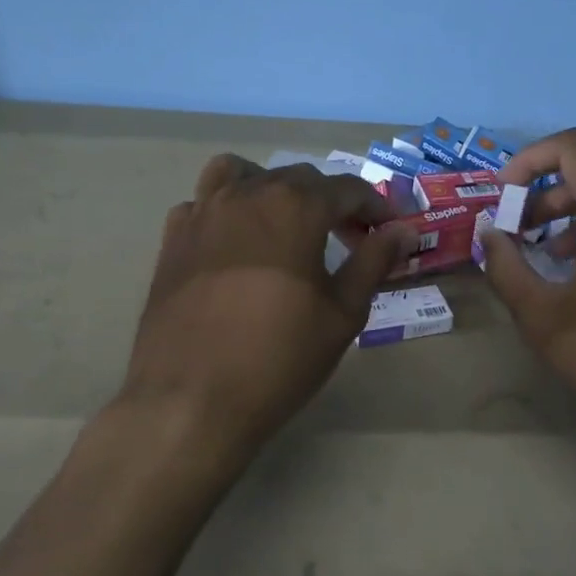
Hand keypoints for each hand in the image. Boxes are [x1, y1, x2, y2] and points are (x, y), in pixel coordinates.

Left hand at [121, 155, 416, 458]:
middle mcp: (247, 195)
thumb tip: (402, 230)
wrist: (191, 401)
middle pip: (298, 178)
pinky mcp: (172, 239)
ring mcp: (203, 213)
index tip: (388, 232)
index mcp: (295, 207)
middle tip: (348, 239)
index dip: (375, 208)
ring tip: (285, 225)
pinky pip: (203, 203)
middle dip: (330, 201)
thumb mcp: (342, 313)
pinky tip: (236, 245)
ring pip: (242, 174)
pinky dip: (227, 209)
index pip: (347, 188)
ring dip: (272, 189)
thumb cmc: (279, 358)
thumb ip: (374, 262)